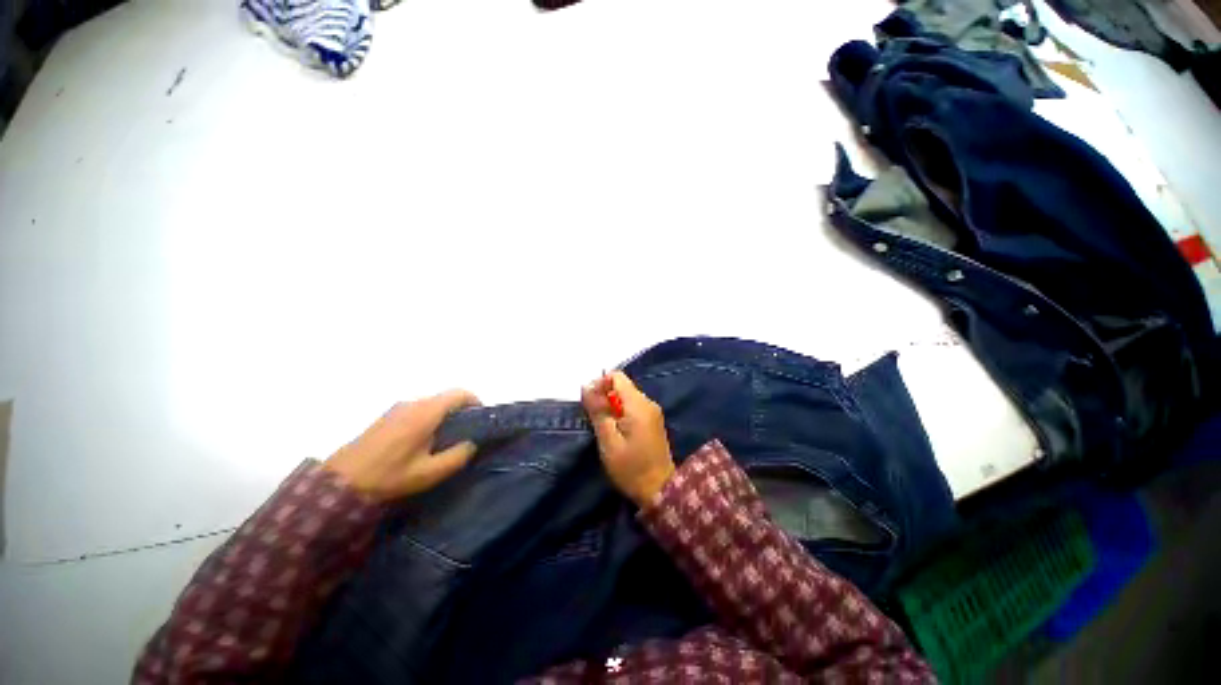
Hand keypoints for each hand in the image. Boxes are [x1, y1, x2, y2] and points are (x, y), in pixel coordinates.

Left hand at [324, 390, 479, 501]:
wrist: (339, 482)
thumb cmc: (389, 476)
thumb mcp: (429, 473)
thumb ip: (457, 456)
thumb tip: (471, 444)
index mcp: (426, 412)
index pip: (459, 394)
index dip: (475, 402)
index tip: (481, 419)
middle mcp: (413, 403)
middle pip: (446, 398)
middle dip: (460, 411)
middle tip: (466, 433)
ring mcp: (398, 408)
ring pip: (432, 404)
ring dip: (444, 415)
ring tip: (446, 440)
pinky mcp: (387, 416)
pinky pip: (418, 410)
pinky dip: (429, 418)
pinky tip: (423, 442)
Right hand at [581, 372, 675, 507]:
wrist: (660, 490)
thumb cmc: (631, 467)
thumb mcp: (608, 440)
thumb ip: (598, 411)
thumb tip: (586, 386)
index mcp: (638, 404)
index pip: (617, 376)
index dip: (600, 384)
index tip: (590, 403)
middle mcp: (648, 402)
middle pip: (622, 386)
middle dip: (605, 396)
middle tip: (594, 418)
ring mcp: (653, 412)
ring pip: (627, 397)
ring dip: (612, 406)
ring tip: (603, 427)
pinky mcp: (653, 421)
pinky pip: (633, 407)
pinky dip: (621, 413)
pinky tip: (616, 431)